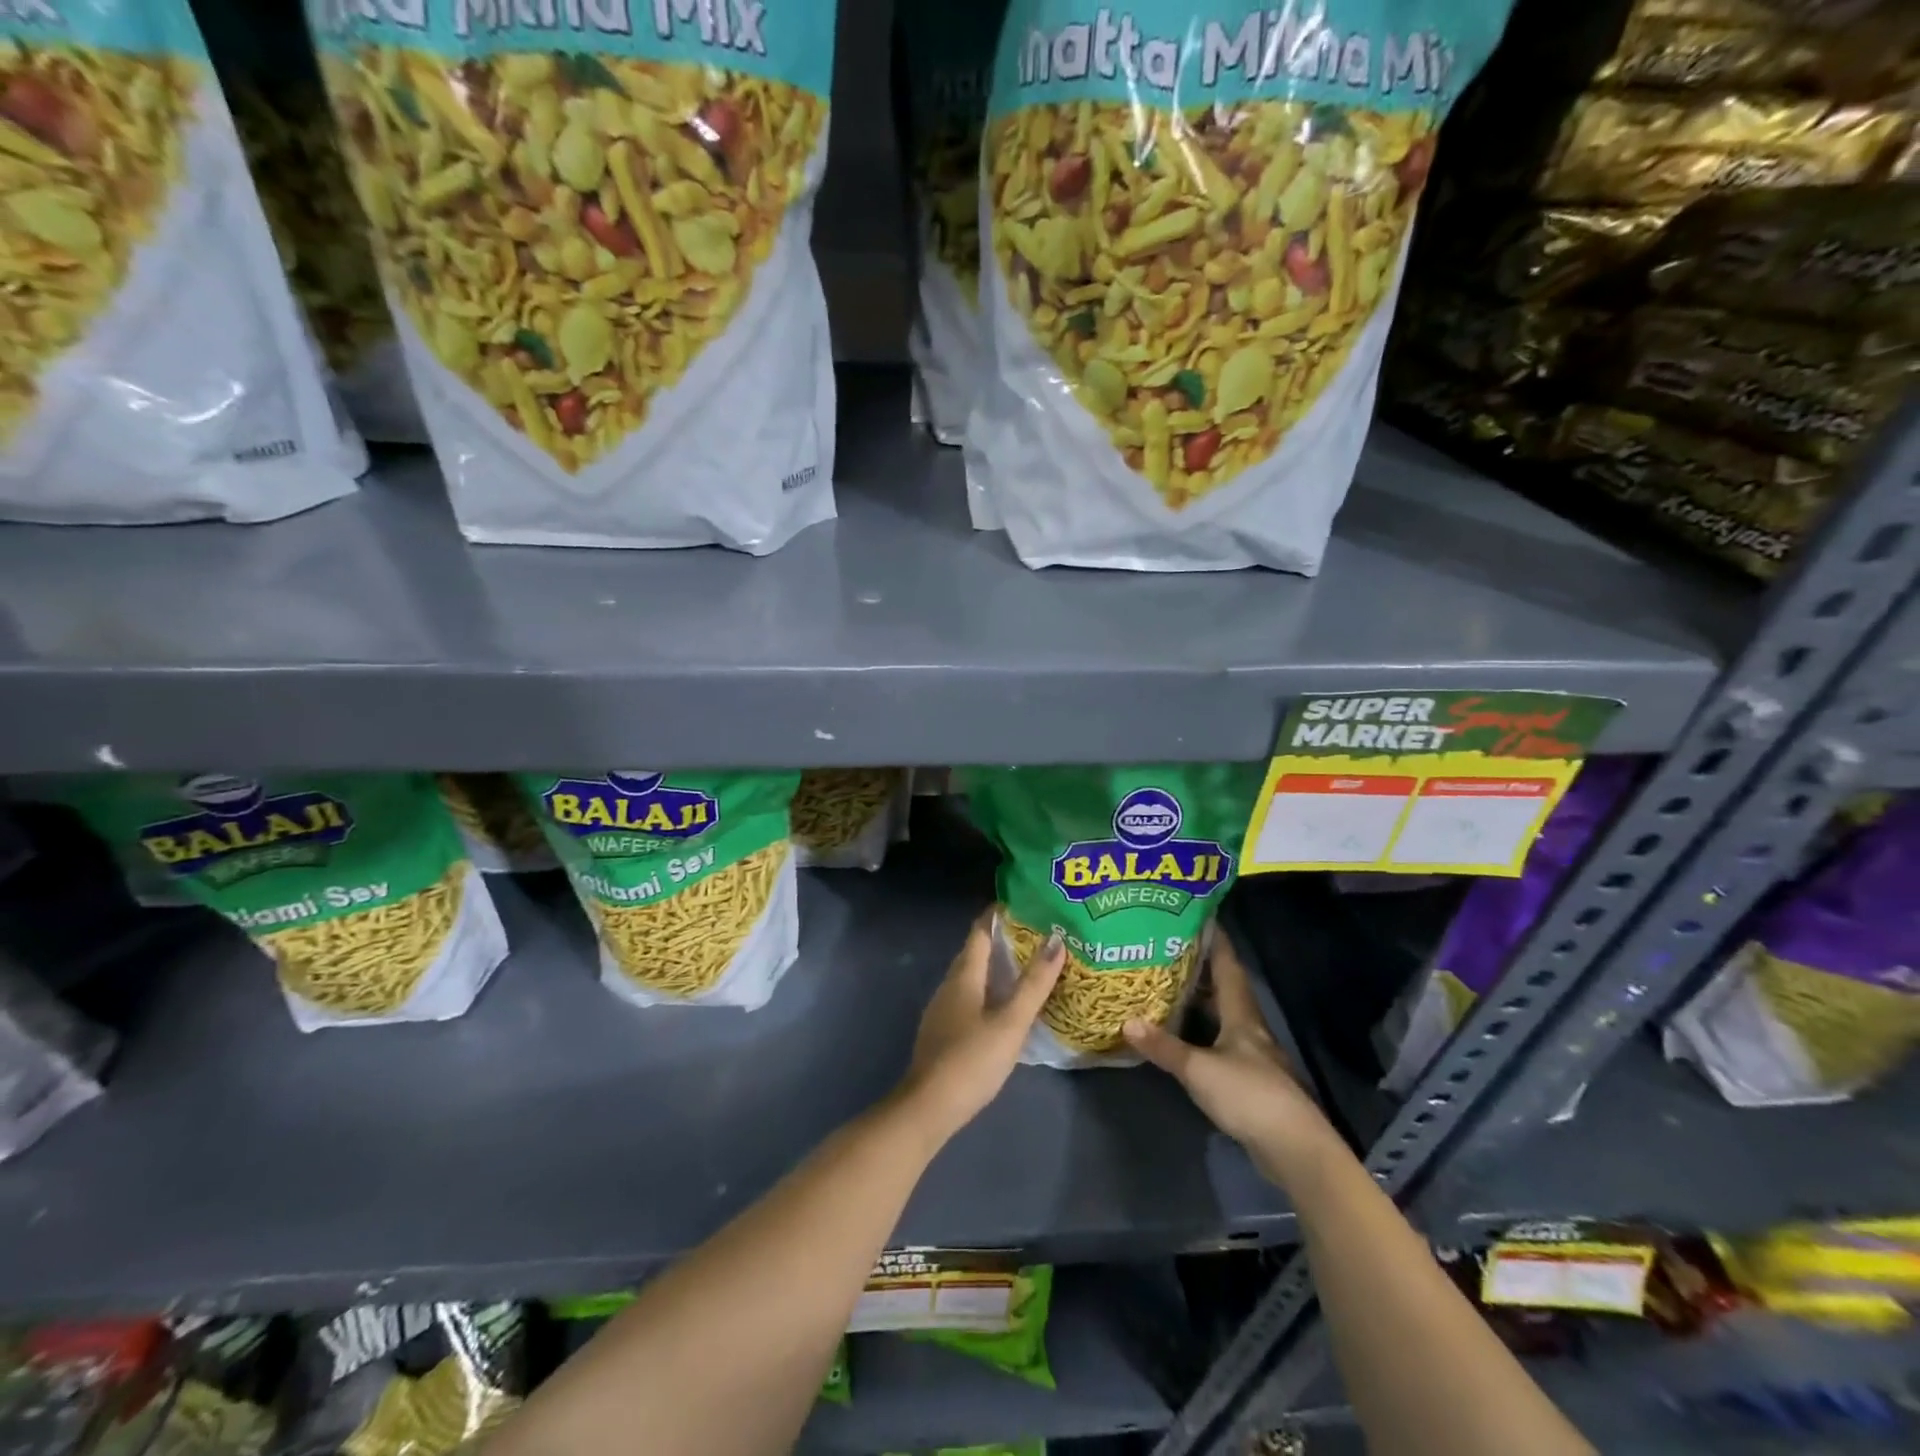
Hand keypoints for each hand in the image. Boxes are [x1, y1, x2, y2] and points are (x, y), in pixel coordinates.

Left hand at [900, 910, 1064, 1142]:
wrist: (928, 1107)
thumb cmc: (972, 1059)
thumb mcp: (1010, 1022)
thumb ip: (1034, 984)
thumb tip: (1056, 940)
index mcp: (963, 975)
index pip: (980, 931)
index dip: (999, 915)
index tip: (1025, 904)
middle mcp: (949, 985)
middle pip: (975, 952)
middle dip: (1002, 940)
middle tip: (1037, 935)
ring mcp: (942, 1009)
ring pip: (972, 977)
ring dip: (996, 968)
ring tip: (1027, 968)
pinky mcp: (943, 1032)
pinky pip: (969, 998)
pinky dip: (989, 991)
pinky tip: (1005, 1007)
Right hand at [1124, 935, 1335, 1166]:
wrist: (1293, 1148)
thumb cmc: (1249, 1095)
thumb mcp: (1198, 1069)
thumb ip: (1163, 1046)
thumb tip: (1125, 1020)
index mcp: (1241, 1015)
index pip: (1228, 967)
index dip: (1216, 941)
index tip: (1200, 917)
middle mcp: (1248, 1028)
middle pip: (1225, 989)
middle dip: (1201, 969)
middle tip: (1169, 950)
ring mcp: (1251, 1056)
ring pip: (1222, 1017)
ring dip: (1200, 1002)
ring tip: (1169, 986)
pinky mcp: (1249, 1081)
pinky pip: (1220, 1043)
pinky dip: (1201, 1032)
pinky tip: (1183, 1035)